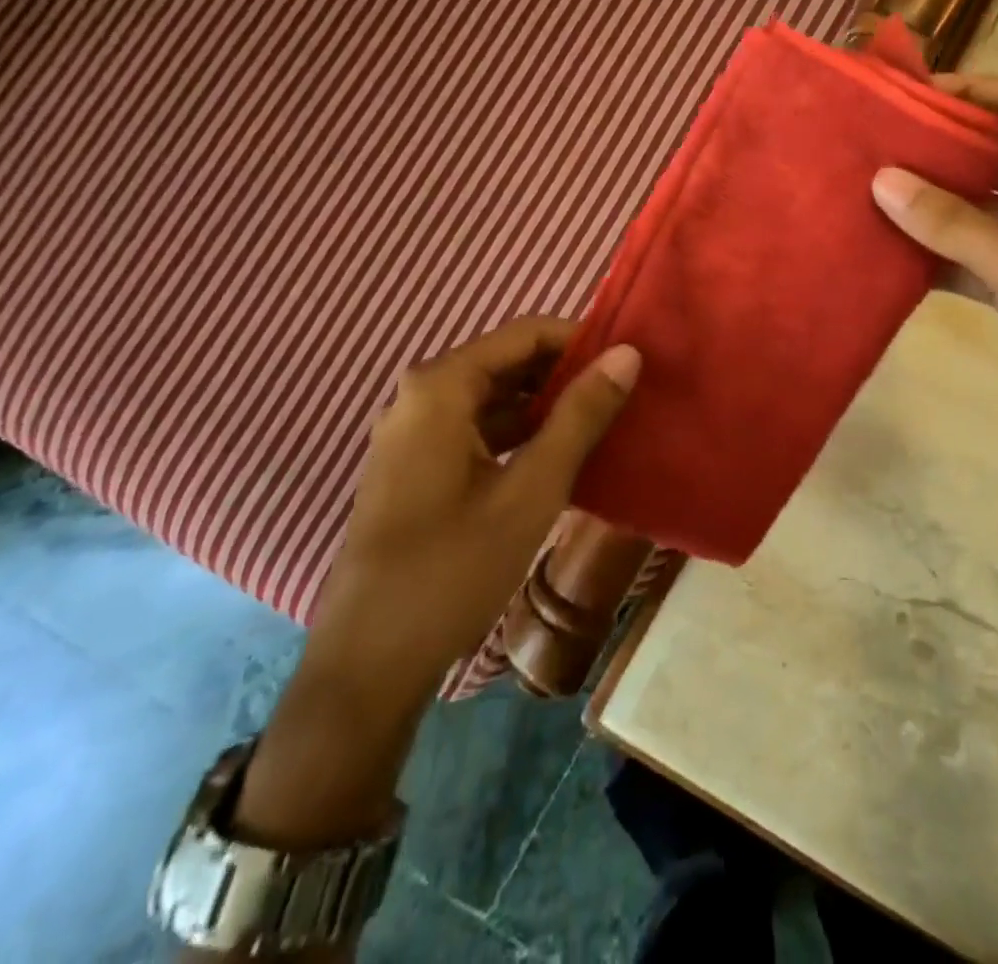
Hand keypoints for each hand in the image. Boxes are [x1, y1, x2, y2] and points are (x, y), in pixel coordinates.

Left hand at [310, 315, 640, 708]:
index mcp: (441, 385)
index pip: (525, 333)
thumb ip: (581, 416)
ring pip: (494, 398)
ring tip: (603, 423)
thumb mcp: (532, 489)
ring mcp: (413, 433)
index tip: (629, 362)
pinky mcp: (415, 467)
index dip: (581, 341)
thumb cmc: (452, 568)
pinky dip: (520, 435)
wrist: (368, 664)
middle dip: (566, 374)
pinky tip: (560, 458)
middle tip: (624, 395)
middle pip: (508, 361)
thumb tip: (628, 355)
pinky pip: (478, 429)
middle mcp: (420, 396)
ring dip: (547, 407)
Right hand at [872, 75, 997, 504]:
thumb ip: (952, 224)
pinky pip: (975, 252)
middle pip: (996, 153)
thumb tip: (882, 180)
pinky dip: (939, 251)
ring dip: (933, 203)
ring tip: (869, 190)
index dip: (967, 93)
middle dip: (940, 150)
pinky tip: (888, 249)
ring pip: (981, 205)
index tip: (904, 94)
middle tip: (874, 144)